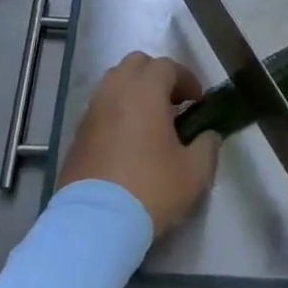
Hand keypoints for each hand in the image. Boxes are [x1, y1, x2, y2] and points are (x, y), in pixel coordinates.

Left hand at [59, 52, 217, 235]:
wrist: (95, 223)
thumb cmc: (150, 189)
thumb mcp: (194, 173)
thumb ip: (208, 146)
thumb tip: (209, 135)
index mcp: (144, 91)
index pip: (167, 66)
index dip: (187, 78)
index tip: (198, 101)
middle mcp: (115, 92)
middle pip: (136, 64)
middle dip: (157, 76)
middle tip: (173, 103)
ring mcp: (92, 111)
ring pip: (114, 83)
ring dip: (135, 92)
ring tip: (151, 121)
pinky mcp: (78, 134)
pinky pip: (101, 107)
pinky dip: (117, 111)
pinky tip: (129, 140)